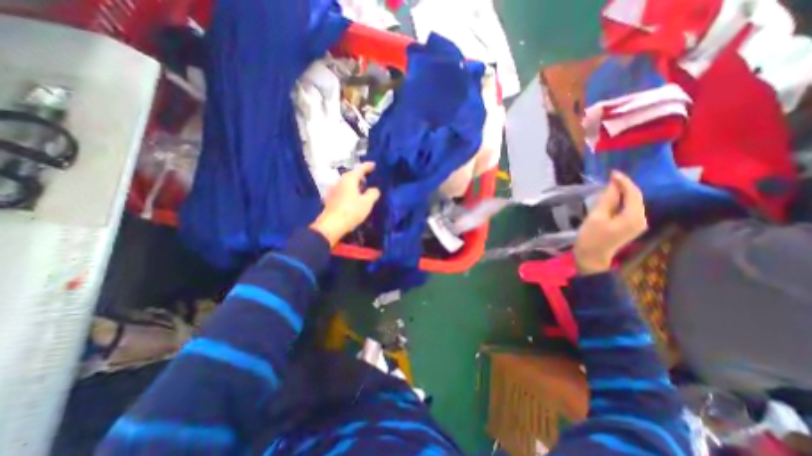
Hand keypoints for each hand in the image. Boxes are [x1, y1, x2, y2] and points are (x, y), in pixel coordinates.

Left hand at [310, 162, 381, 247]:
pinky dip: (348, 190)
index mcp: (349, 179)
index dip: (367, 166)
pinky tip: (352, 197)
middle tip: (368, 178)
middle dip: (360, 175)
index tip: (374, 165)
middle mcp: (340, 181)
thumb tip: (374, 189)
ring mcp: (333, 190)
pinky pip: (342, 190)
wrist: (332, 225)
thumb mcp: (367, 203)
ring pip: (345, 182)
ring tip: (361, 188)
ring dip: (354, 183)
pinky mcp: (330, 199)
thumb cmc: (351, 211)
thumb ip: (373, 193)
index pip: (360, 169)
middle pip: (351, 175)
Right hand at [573, 172, 651, 274]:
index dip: (623, 181)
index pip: (633, 193)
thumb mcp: (596, 217)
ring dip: (623, 193)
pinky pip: (629, 210)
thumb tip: (613, 185)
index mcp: (633, 217)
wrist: (591, 258)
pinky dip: (622, 202)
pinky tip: (613, 198)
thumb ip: (607, 200)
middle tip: (610, 177)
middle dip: (624, 186)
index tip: (612, 172)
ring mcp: (637, 224)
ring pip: (633, 203)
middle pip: (636, 198)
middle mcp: (641, 219)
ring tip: (610, 185)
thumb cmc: (591, 238)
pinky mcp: (631, 227)